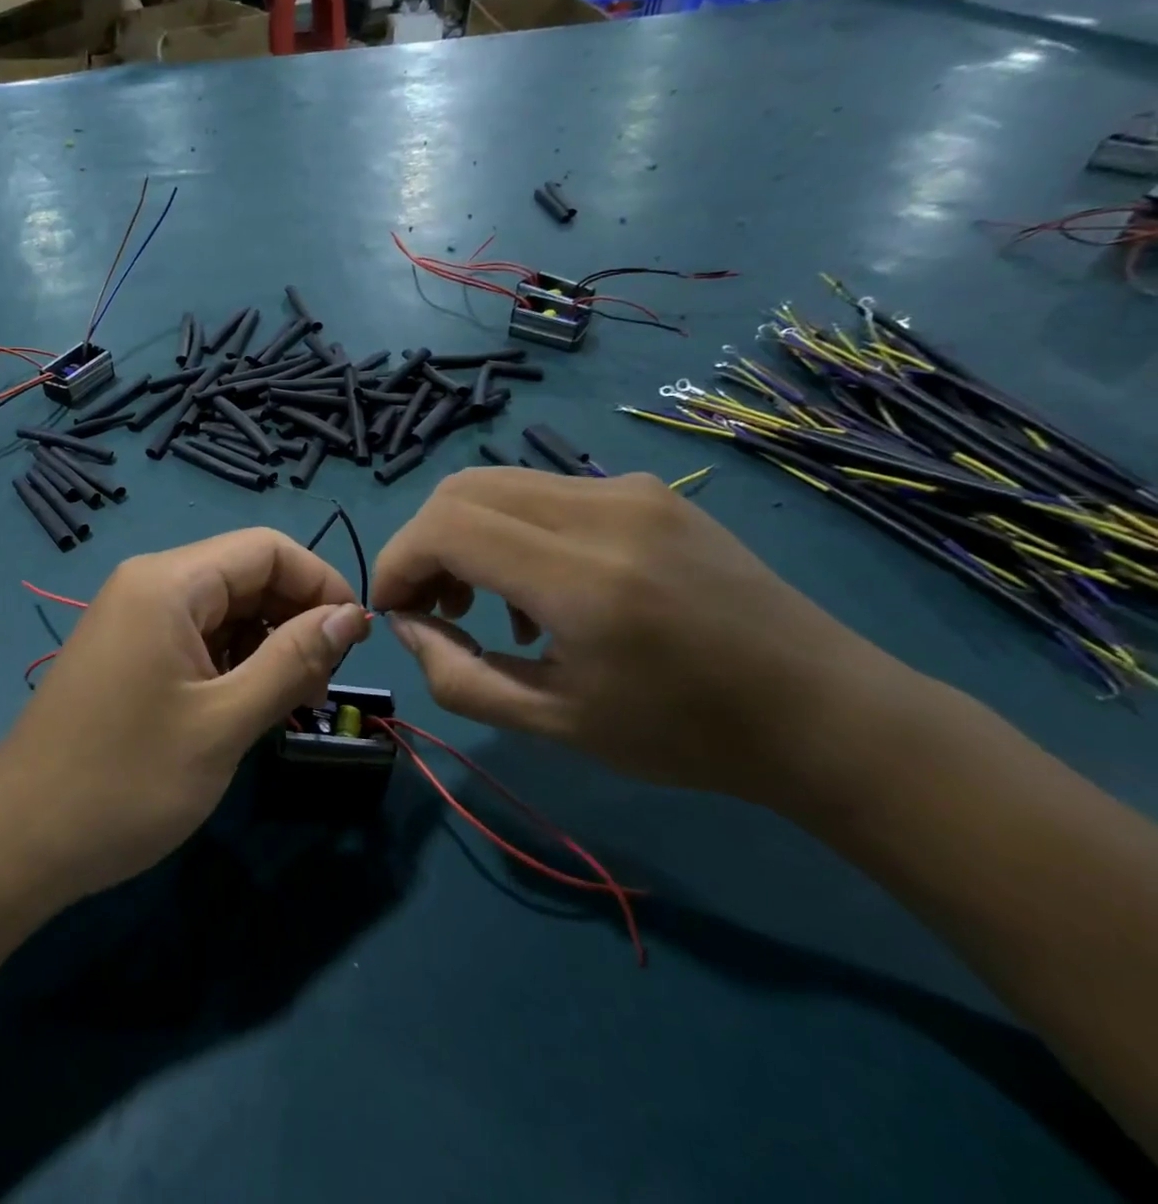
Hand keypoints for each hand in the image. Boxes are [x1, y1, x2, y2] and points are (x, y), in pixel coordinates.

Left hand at [0, 530, 370, 904]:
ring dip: (267, 645)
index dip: (320, 583)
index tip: (355, 641)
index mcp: (168, 582)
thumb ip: (293, 661)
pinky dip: (233, 662)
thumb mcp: (224, 722)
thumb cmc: (126, 781)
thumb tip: (351, 615)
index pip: (267, 548)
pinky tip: (246, 706)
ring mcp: (133, 617)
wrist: (18, 841)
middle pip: (245, 574)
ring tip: (289, 704)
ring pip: (224, 608)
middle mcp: (148, 583)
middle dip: (295, 618)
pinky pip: (196, 635)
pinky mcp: (127, 650)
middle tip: (321, 686)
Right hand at [373, 469, 913, 801]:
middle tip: (430, 606)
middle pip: (461, 489)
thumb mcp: (554, 726)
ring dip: (464, 534)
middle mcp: (602, 511)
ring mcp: (629, 490)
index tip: (394, 609)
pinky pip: (544, 491)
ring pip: (498, 483)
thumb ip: (458, 677)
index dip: (398, 562)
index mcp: (583, 578)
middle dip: (423, 544)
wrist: (825, 712)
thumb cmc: (687, 735)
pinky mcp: (647, 490)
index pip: (445, 527)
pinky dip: (510, 529)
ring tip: (481, 604)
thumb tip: (406, 624)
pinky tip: (540, 589)